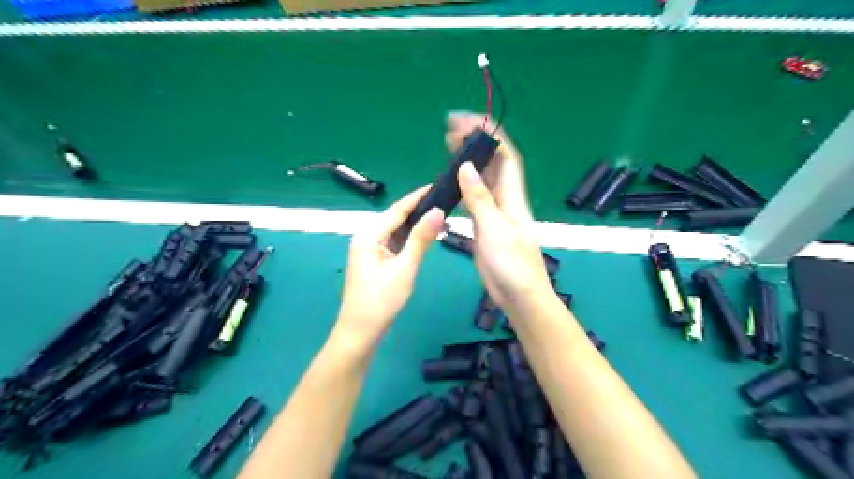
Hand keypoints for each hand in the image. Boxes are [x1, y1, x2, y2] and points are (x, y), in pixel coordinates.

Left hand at [334, 186, 443, 345]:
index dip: (418, 197)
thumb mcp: (404, 268)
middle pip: (396, 218)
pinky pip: (394, 243)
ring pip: (396, 231)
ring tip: (442, 218)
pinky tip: (426, 238)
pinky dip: (410, 240)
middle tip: (446, 203)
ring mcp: (369, 249)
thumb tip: (438, 211)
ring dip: (416, 226)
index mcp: (368, 235)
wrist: (361, 332)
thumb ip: (421, 239)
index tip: (438, 185)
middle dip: (419, 211)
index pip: (397, 209)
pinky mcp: (375, 260)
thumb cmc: (381, 301)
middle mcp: (366, 237)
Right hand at [448, 113, 553, 313]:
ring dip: (468, 162)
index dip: (491, 135)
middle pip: (493, 164)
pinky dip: (464, 186)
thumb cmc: (512, 263)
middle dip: (476, 143)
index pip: (506, 156)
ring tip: (449, 147)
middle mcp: (505, 199)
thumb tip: (465, 166)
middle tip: (452, 129)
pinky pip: (474, 198)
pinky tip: (452, 180)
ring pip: (482, 180)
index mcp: (513, 196)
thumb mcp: (494, 228)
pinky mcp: (485, 226)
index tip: (469, 120)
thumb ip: (479, 198)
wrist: (518, 294)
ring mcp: (495, 212)